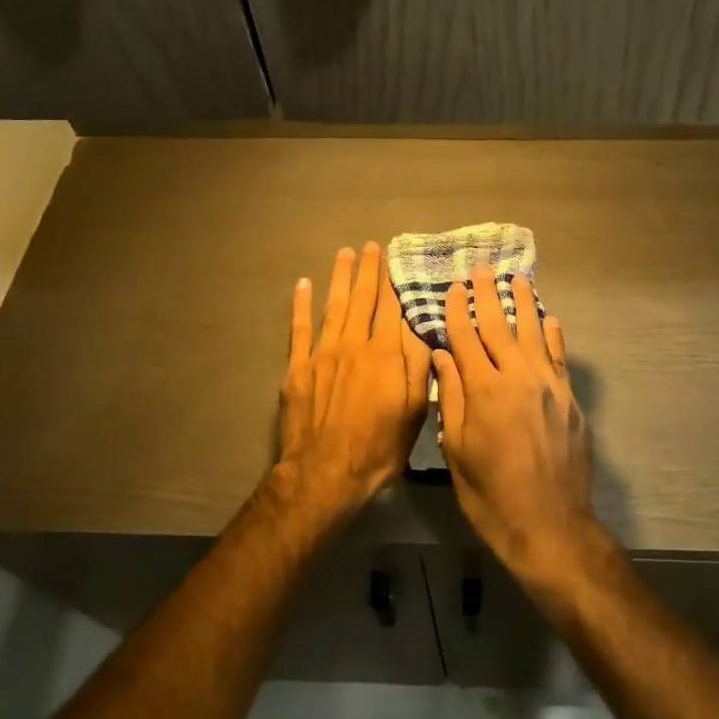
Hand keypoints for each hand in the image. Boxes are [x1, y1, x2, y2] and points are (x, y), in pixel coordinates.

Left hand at [274, 243, 432, 522]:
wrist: (325, 472)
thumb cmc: (378, 447)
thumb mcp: (413, 411)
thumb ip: (417, 366)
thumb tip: (420, 328)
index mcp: (386, 355)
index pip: (392, 308)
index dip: (394, 282)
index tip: (396, 259)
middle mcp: (355, 344)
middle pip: (363, 299)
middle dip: (368, 270)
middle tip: (370, 246)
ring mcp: (323, 352)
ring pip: (334, 305)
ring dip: (340, 277)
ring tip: (345, 253)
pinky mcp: (298, 367)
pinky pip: (300, 328)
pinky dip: (302, 304)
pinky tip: (304, 284)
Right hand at [433, 265, 597, 577]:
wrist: (550, 526)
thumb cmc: (491, 494)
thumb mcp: (457, 451)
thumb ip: (452, 397)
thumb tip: (442, 354)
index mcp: (484, 390)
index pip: (466, 339)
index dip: (457, 311)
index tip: (452, 287)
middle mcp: (518, 377)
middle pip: (500, 326)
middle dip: (488, 295)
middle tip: (482, 268)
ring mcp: (549, 386)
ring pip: (534, 334)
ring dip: (524, 303)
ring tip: (518, 278)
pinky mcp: (569, 399)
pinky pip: (560, 357)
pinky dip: (554, 336)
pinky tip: (550, 319)